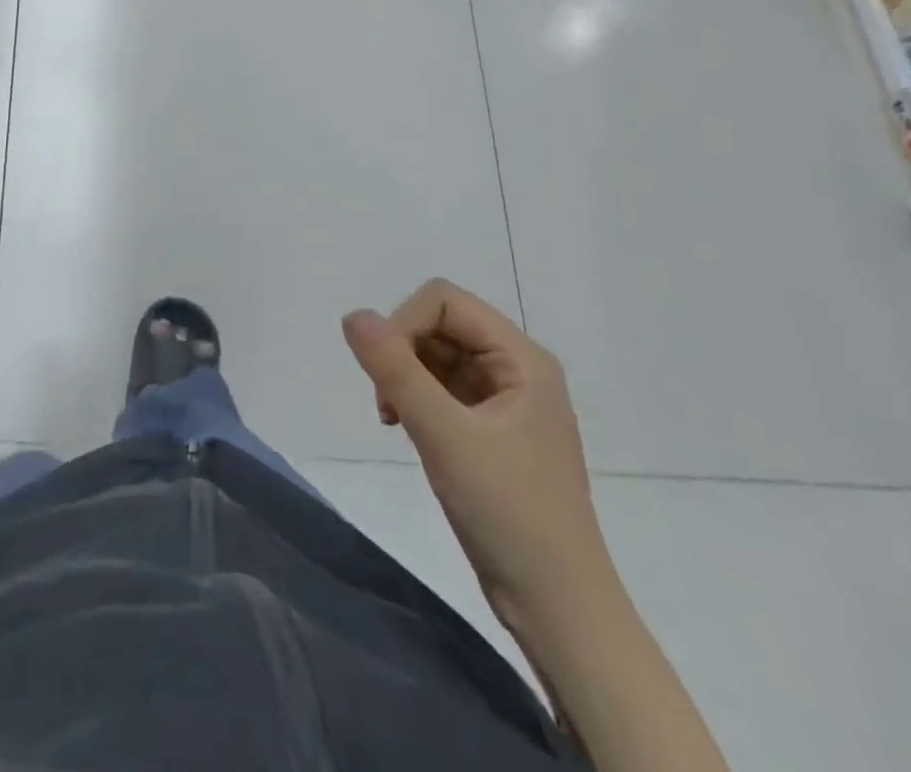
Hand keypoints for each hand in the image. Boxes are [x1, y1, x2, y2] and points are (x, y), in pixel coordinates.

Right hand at [342, 280, 613, 633]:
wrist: (558, 609)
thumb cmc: (509, 513)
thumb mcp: (445, 435)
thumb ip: (395, 369)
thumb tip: (352, 315)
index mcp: (522, 359)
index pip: (444, 302)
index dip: (404, 322)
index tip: (383, 372)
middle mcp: (516, 370)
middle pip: (439, 324)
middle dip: (402, 351)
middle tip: (388, 402)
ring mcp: (504, 401)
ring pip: (435, 356)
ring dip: (404, 376)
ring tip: (395, 419)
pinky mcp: (490, 430)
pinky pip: (441, 388)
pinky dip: (415, 398)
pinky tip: (406, 428)